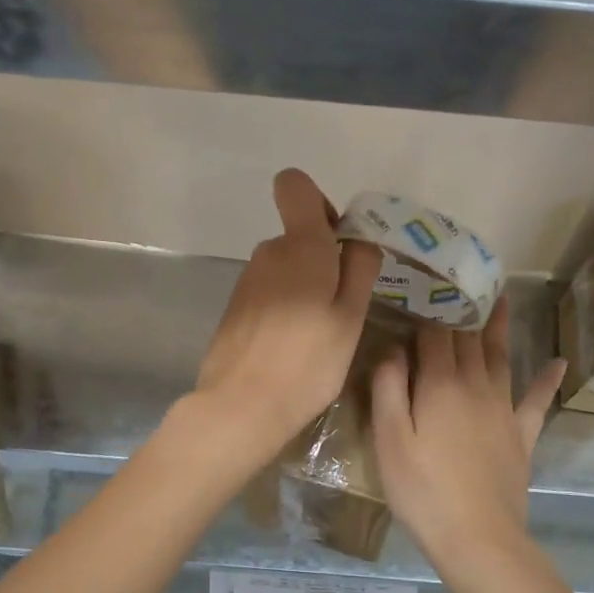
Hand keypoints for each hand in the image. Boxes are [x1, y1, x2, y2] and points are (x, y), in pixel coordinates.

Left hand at [190, 169, 381, 460]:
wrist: (241, 406)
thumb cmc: (308, 362)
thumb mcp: (350, 317)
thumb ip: (359, 269)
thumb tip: (357, 239)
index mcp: (300, 246)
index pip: (294, 186)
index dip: (319, 203)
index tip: (337, 242)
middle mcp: (268, 253)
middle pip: (298, 235)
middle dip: (322, 259)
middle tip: (340, 307)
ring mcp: (247, 281)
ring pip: (285, 267)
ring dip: (304, 287)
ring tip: (317, 334)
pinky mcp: (235, 307)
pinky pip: (269, 291)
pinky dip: (284, 307)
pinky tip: (291, 346)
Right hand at [371, 297, 563, 567]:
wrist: (477, 537)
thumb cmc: (422, 490)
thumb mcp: (388, 440)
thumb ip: (388, 388)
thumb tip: (393, 348)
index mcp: (439, 384)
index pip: (432, 336)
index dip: (424, 313)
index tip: (418, 291)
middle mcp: (475, 385)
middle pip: (466, 339)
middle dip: (458, 311)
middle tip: (456, 282)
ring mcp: (503, 409)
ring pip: (500, 356)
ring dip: (497, 326)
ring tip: (499, 297)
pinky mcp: (521, 434)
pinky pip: (536, 400)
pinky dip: (546, 379)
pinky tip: (558, 362)